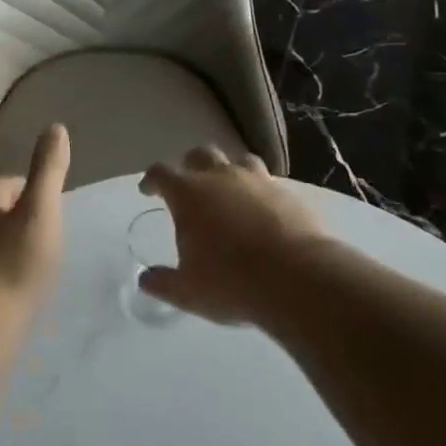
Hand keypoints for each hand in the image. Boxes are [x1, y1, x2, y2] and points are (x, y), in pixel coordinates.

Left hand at [0, 125, 71, 310]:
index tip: (53, 210)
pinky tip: (17, 289)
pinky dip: (2, 273)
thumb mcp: (41, 210)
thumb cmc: (15, 263)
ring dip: (11, 247)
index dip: (34, 191)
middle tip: (49, 237)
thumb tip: (55, 127)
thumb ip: (48, 169)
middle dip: (21, 219)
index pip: (8, 182)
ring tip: (37, 264)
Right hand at [136, 147, 329, 324]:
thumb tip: (146, 280)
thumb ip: (164, 283)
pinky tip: (262, 211)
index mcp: (189, 193)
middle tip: (189, 186)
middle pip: (200, 154)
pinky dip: (259, 191)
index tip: (148, 189)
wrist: (299, 279)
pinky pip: (269, 182)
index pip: (161, 172)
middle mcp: (221, 177)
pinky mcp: (288, 193)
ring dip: (228, 170)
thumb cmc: (232, 282)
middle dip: (190, 166)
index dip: (152, 179)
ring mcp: (258, 181)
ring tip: (229, 190)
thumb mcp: (188, 291)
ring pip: (238, 160)